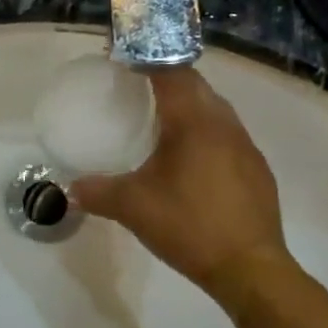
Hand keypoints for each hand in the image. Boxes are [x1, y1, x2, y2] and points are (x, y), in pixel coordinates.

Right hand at [69, 67, 294, 305]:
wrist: (250, 269)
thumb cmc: (189, 226)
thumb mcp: (133, 208)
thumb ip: (97, 192)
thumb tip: (70, 188)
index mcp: (194, 123)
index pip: (171, 72)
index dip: (147, 59)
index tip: (122, 58)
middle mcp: (224, 125)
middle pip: (195, 85)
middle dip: (166, 78)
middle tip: (136, 86)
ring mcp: (246, 146)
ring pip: (215, 109)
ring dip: (189, 104)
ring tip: (161, 119)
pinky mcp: (257, 169)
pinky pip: (227, 133)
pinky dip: (205, 131)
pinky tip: (190, 157)